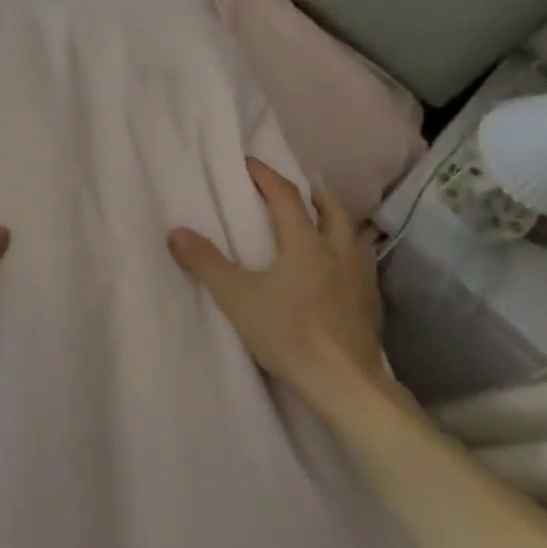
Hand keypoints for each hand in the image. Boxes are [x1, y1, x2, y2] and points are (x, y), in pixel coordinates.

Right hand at [167, 158, 384, 387]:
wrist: (345, 384)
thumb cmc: (289, 334)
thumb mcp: (237, 298)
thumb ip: (206, 263)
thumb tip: (175, 232)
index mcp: (305, 242)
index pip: (286, 195)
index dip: (266, 175)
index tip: (249, 163)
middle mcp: (338, 251)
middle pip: (330, 208)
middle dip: (310, 195)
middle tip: (291, 194)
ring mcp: (360, 278)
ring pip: (350, 234)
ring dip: (332, 222)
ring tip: (315, 228)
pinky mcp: (371, 304)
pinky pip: (359, 263)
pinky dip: (344, 254)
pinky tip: (333, 272)